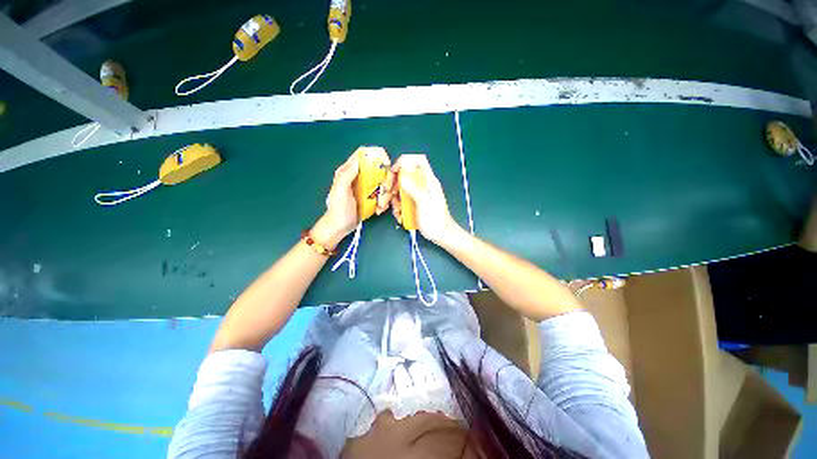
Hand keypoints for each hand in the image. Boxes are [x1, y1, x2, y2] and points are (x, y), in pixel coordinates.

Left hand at [315, 149, 396, 246]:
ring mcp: (366, 186)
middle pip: (378, 168)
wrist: (340, 227)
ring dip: (386, 193)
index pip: (363, 154)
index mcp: (349, 170)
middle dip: (385, 178)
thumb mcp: (340, 191)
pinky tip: (379, 208)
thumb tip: (359, 160)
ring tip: (380, 204)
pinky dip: (384, 200)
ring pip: (383, 182)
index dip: (376, 155)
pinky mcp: (371, 196)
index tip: (386, 165)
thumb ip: (347, 175)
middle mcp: (359, 176)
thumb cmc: (339, 209)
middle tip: (386, 189)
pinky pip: (383, 193)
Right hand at [391, 154, 460, 244]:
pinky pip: (404, 200)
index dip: (404, 161)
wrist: (443, 236)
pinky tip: (400, 216)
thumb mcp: (424, 205)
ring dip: (395, 198)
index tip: (394, 172)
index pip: (418, 160)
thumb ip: (414, 189)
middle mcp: (424, 185)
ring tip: (396, 210)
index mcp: (429, 181)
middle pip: (406, 174)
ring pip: (402, 189)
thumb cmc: (436, 221)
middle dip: (394, 183)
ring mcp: (419, 194)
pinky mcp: (416, 203)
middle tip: (389, 194)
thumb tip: (402, 176)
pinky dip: (399, 206)